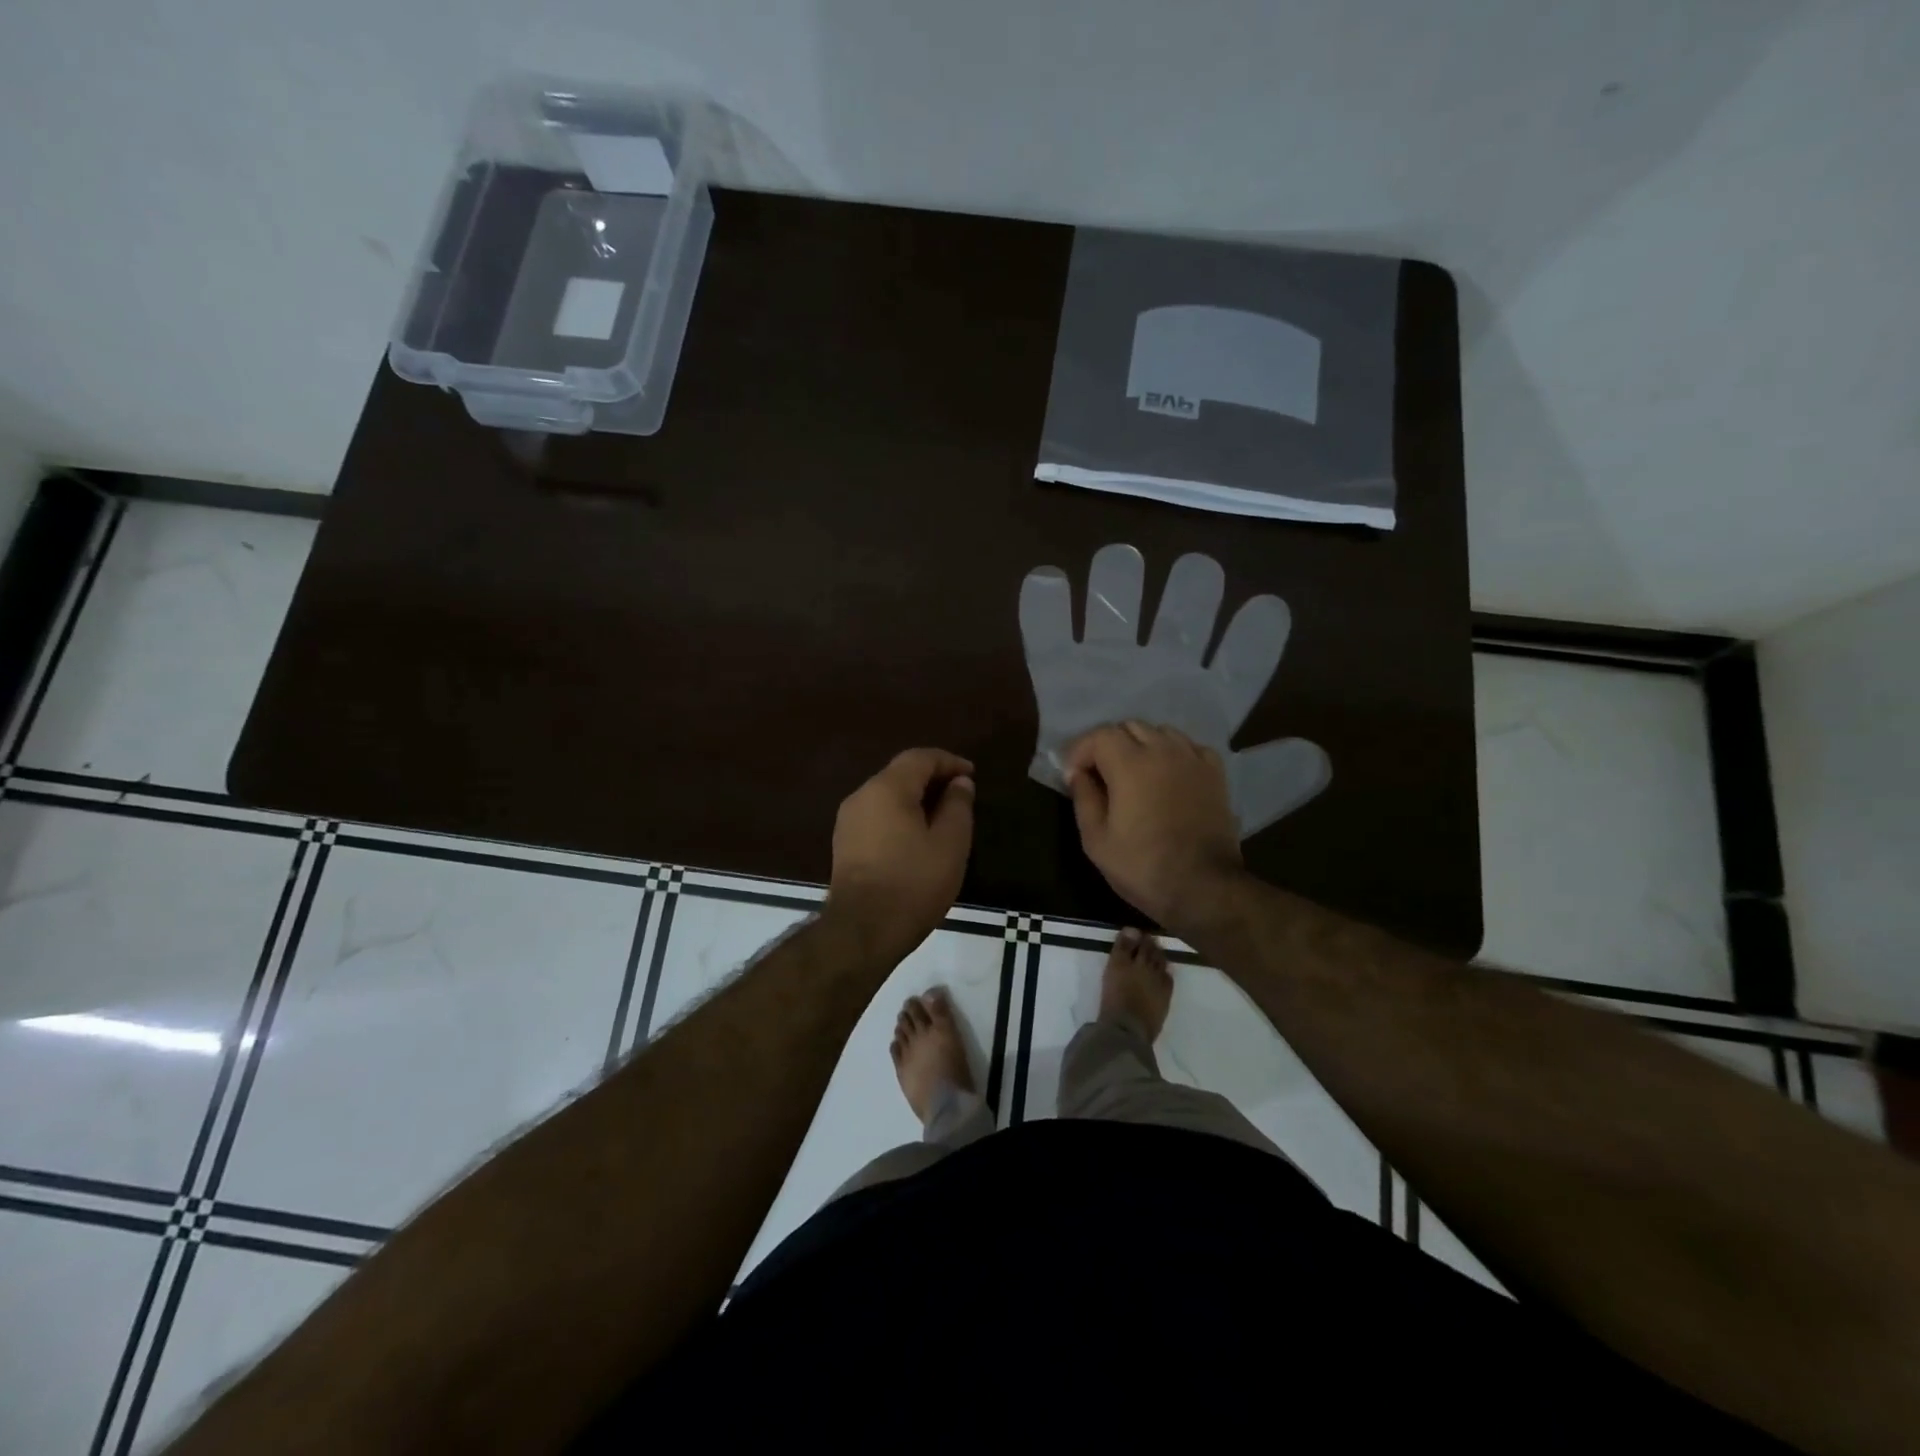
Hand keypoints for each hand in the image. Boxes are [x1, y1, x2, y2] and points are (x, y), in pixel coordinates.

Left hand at [826, 748, 975, 965]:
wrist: (863, 931)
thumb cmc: (913, 883)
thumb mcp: (950, 844)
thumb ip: (958, 806)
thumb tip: (959, 783)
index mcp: (887, 788)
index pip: (920, 758)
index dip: (949, 761)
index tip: (972, 775)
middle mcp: (862, 796)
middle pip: (900, 774)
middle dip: (932, 779)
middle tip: (960, 795)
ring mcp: (848, 821)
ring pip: (887, 796)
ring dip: (915, 799)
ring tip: (943, 817)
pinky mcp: (844, 845)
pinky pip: (877, 817)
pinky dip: (900, 816)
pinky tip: (917, 838)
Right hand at [1065, 722, 1244, 931]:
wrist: (1203, 887)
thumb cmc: (1142, 867)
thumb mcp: (1096, 840)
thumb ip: (1084, 798)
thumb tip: (1077, 774)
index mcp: (1130, 764)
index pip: (1099, 735)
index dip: (1080, 751)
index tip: (1073, 777)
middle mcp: (1163, 751)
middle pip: (1129, 727)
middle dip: (1108, 745)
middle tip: (1099, 774)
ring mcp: (1193, 759)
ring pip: (1161, 732)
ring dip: (1141, 745)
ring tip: (1134, 772)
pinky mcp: (1215, 774)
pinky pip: (1189, 747)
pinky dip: (1173, 753)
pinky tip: (1168, 775)